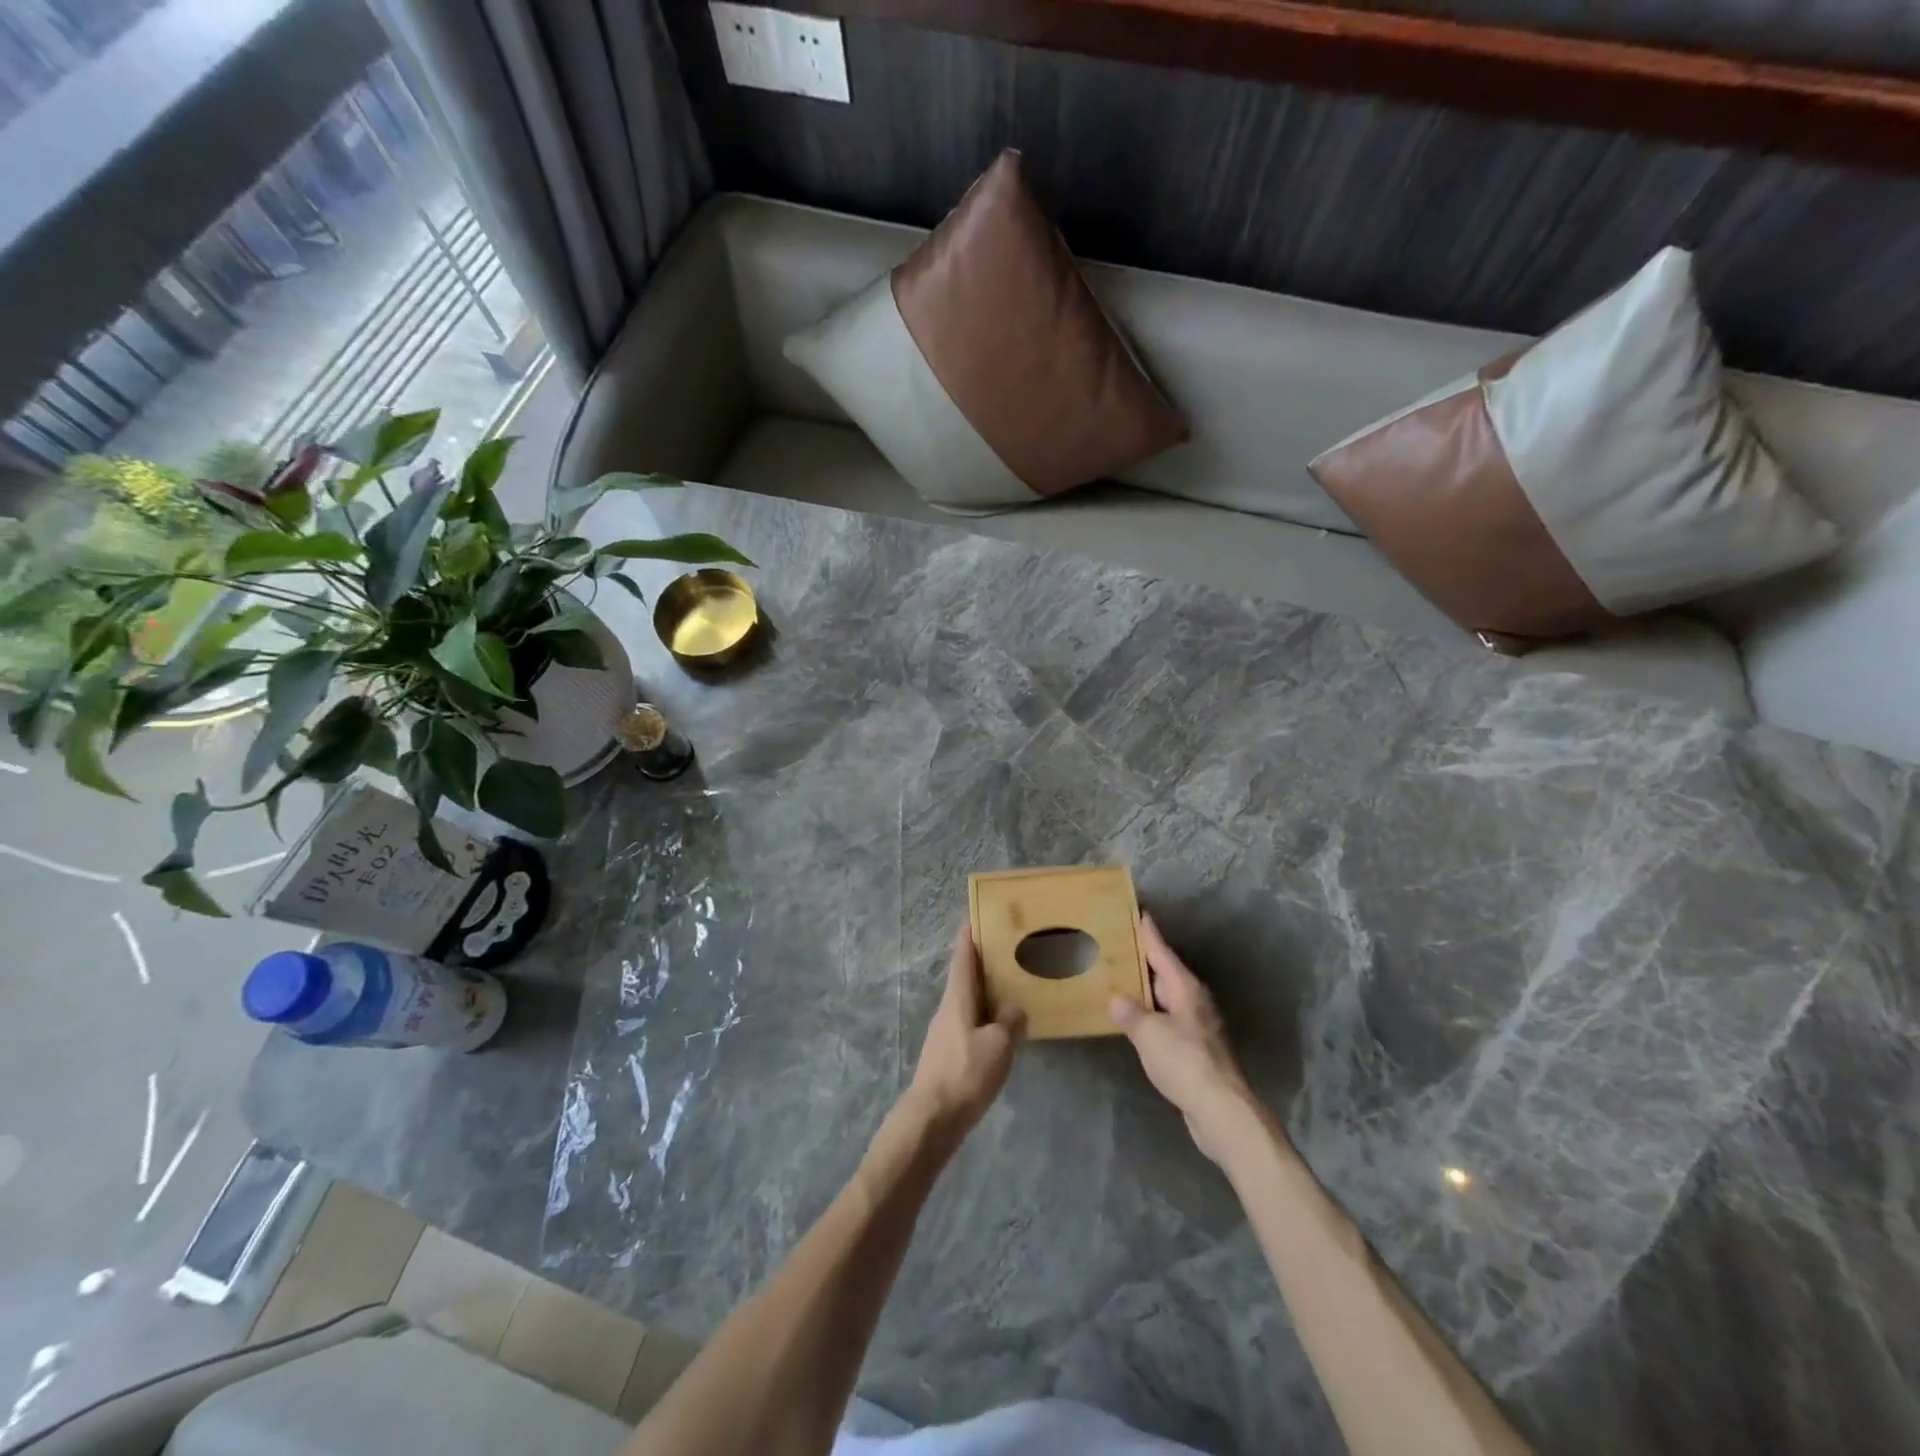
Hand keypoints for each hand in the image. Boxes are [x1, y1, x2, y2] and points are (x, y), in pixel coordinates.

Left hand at [902, 924, 1024, 1143]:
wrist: (932, 1118)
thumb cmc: (965, 1073)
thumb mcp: (998, 1046)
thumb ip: (1009, 1022)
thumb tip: (1014, 1007)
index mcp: (957, 998)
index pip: (963, 957)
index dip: (969, 935)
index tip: (976, 915)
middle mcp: (948, 1008)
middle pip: (965, 976)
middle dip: (983, 961)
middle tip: (1007, 948)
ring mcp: (945, 1031)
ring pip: (967, 1000)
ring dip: (985, 990)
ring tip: (1010, 985)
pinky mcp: (948, 1053)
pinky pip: (969, 1022)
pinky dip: (984, 1014)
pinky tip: (1000, 1026)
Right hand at [1110, 912, 1266, 1164]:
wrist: (1221, 1110)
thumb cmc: (1185, 1063)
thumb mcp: (1149, 1034)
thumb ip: (1130, 1014)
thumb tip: (1116, 1000)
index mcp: (1185, 988)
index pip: (1162, 951)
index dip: (1149, 932)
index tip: (1139, 911)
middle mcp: (1194, 1000)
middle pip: (1165, 972)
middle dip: (1144, 959)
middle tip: (1117, 944)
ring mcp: (1197, 1025)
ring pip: (1166, 997)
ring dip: (1146, 989)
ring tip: (1119, 979)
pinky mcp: (1195, 1048)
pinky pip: (1167, 1019)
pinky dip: (1151, 1014)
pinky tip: (1135, 1019)